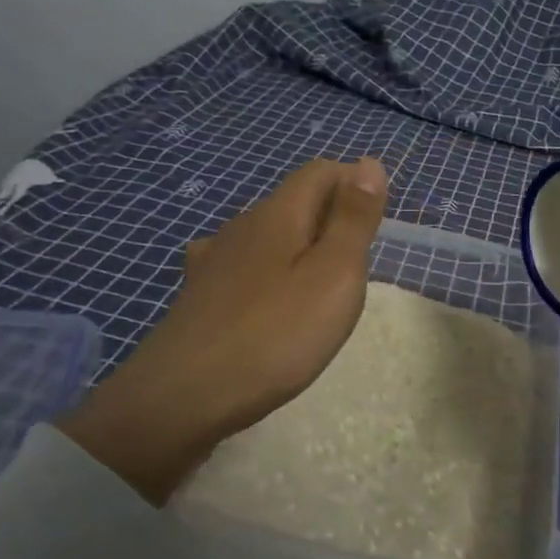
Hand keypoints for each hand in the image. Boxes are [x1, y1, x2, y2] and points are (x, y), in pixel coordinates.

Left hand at [55, 156, 388, 502]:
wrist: (184, 396)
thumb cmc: (276, 334)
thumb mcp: (335, 274)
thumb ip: (354, 219)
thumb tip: (369, 162)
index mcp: (278, 213)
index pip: (321, 172)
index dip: (353, 185)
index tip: (375, 229)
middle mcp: (242, 225)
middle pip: (294, 201)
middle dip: (330, 220)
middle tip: (355, 269)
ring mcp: (214, 260)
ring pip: (267, 235)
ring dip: (298, 248)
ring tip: (317, 289)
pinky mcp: (199, 294)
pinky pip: (242, 266)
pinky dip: (266, 273)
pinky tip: (264, 299)